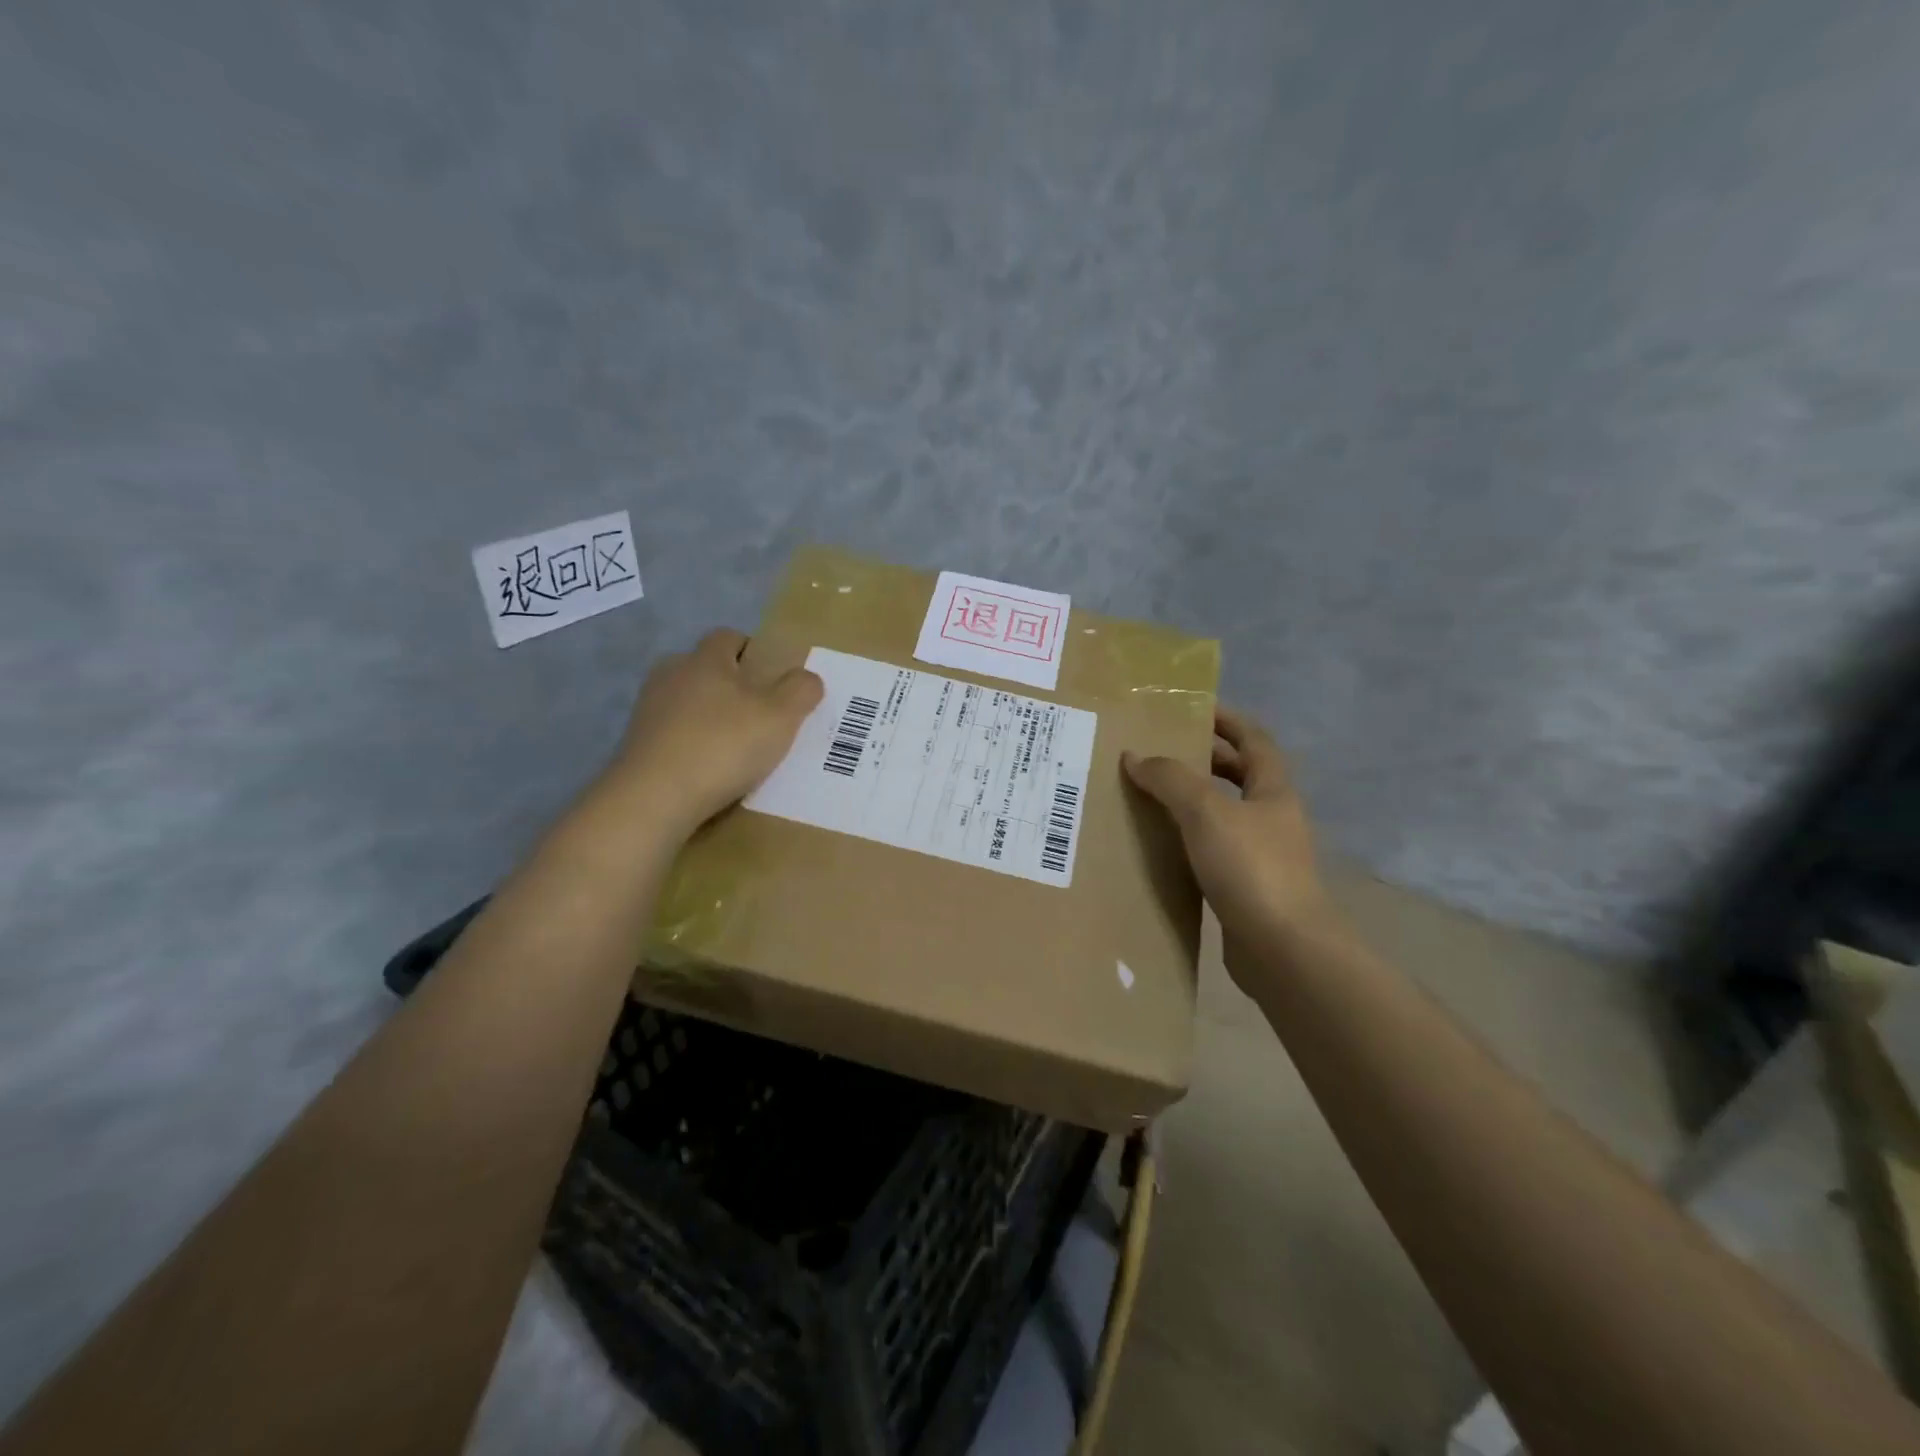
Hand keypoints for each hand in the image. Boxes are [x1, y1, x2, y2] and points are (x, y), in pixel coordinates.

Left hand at [594, 628, 822, 833]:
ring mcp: (648, 709)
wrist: (655, 797)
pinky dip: (690, 744)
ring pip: (686, 701)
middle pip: (705, 668)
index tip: (771, 676)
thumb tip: (808, 678)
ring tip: (733, 746)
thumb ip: (801, 691)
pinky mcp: (636, 743)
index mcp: (705, 659)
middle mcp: (671, 674)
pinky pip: (672, 733)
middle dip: (729, 684)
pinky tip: (707, 769)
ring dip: (708, 716)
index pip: (728, 637)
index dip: (752, 651)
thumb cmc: (724, 745)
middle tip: (758, 712)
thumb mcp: (781, 717)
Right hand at [1122, 707, 1340, 994]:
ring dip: (1192, 802)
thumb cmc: (1250, 867)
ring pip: (1224, 815)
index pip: (1254, 740)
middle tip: (1160, 752)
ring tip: (1150, 795)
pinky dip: (1188, 840)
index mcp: (1273, 791)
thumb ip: (1170, 779)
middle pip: (1240, 776)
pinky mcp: (1246, 889)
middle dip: (1204, 760)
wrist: (1283, 949)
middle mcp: (1271, 818)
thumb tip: (1135, 756)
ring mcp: (1262, 855)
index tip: (1192, 709)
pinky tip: (1160, 846)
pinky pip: (1213, 851)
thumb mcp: (1205, 811)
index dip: (1227, 720)